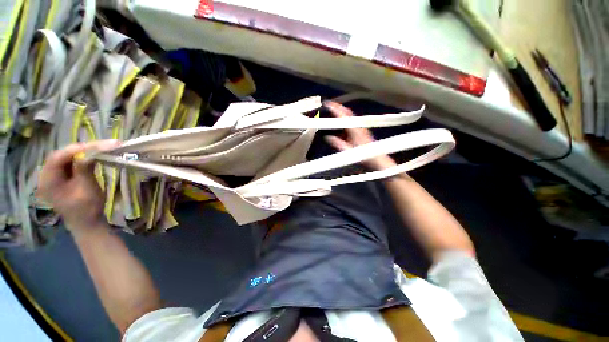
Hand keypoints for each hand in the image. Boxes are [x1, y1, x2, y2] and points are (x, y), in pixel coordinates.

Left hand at [37, 140, 120, 233]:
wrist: (87, 222)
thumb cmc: (87, 209)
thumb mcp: (87, 189)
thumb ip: (84, 169)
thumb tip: (90, 151)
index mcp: (48, 181)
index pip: (58, 158)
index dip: (76, 149)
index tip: (97, 145)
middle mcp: (47, 175)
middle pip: (62, 155)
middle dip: (82, 148)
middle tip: (103, 144)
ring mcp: (54, 175)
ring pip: (67, 156)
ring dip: (84, 151)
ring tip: (102, 147)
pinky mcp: (62, 176)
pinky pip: (70, 162)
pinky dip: (83, 157)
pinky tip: (94, 155)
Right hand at [324, 101, 397, 170]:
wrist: (376, 158)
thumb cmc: (362, 155)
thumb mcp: (347, 150)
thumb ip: (337, 143)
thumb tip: (328, 137)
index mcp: (354, 129)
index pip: (343, 115)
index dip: (335, 108)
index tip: (327, 103)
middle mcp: (358, 125)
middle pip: (347, 112)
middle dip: (338, 107)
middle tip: (330, 104)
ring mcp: (360, 127)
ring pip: (350, 116)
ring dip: (342, 112)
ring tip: (333, 112)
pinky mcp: (361, 131)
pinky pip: (352, 121)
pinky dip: (345, 119)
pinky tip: (341, 124)